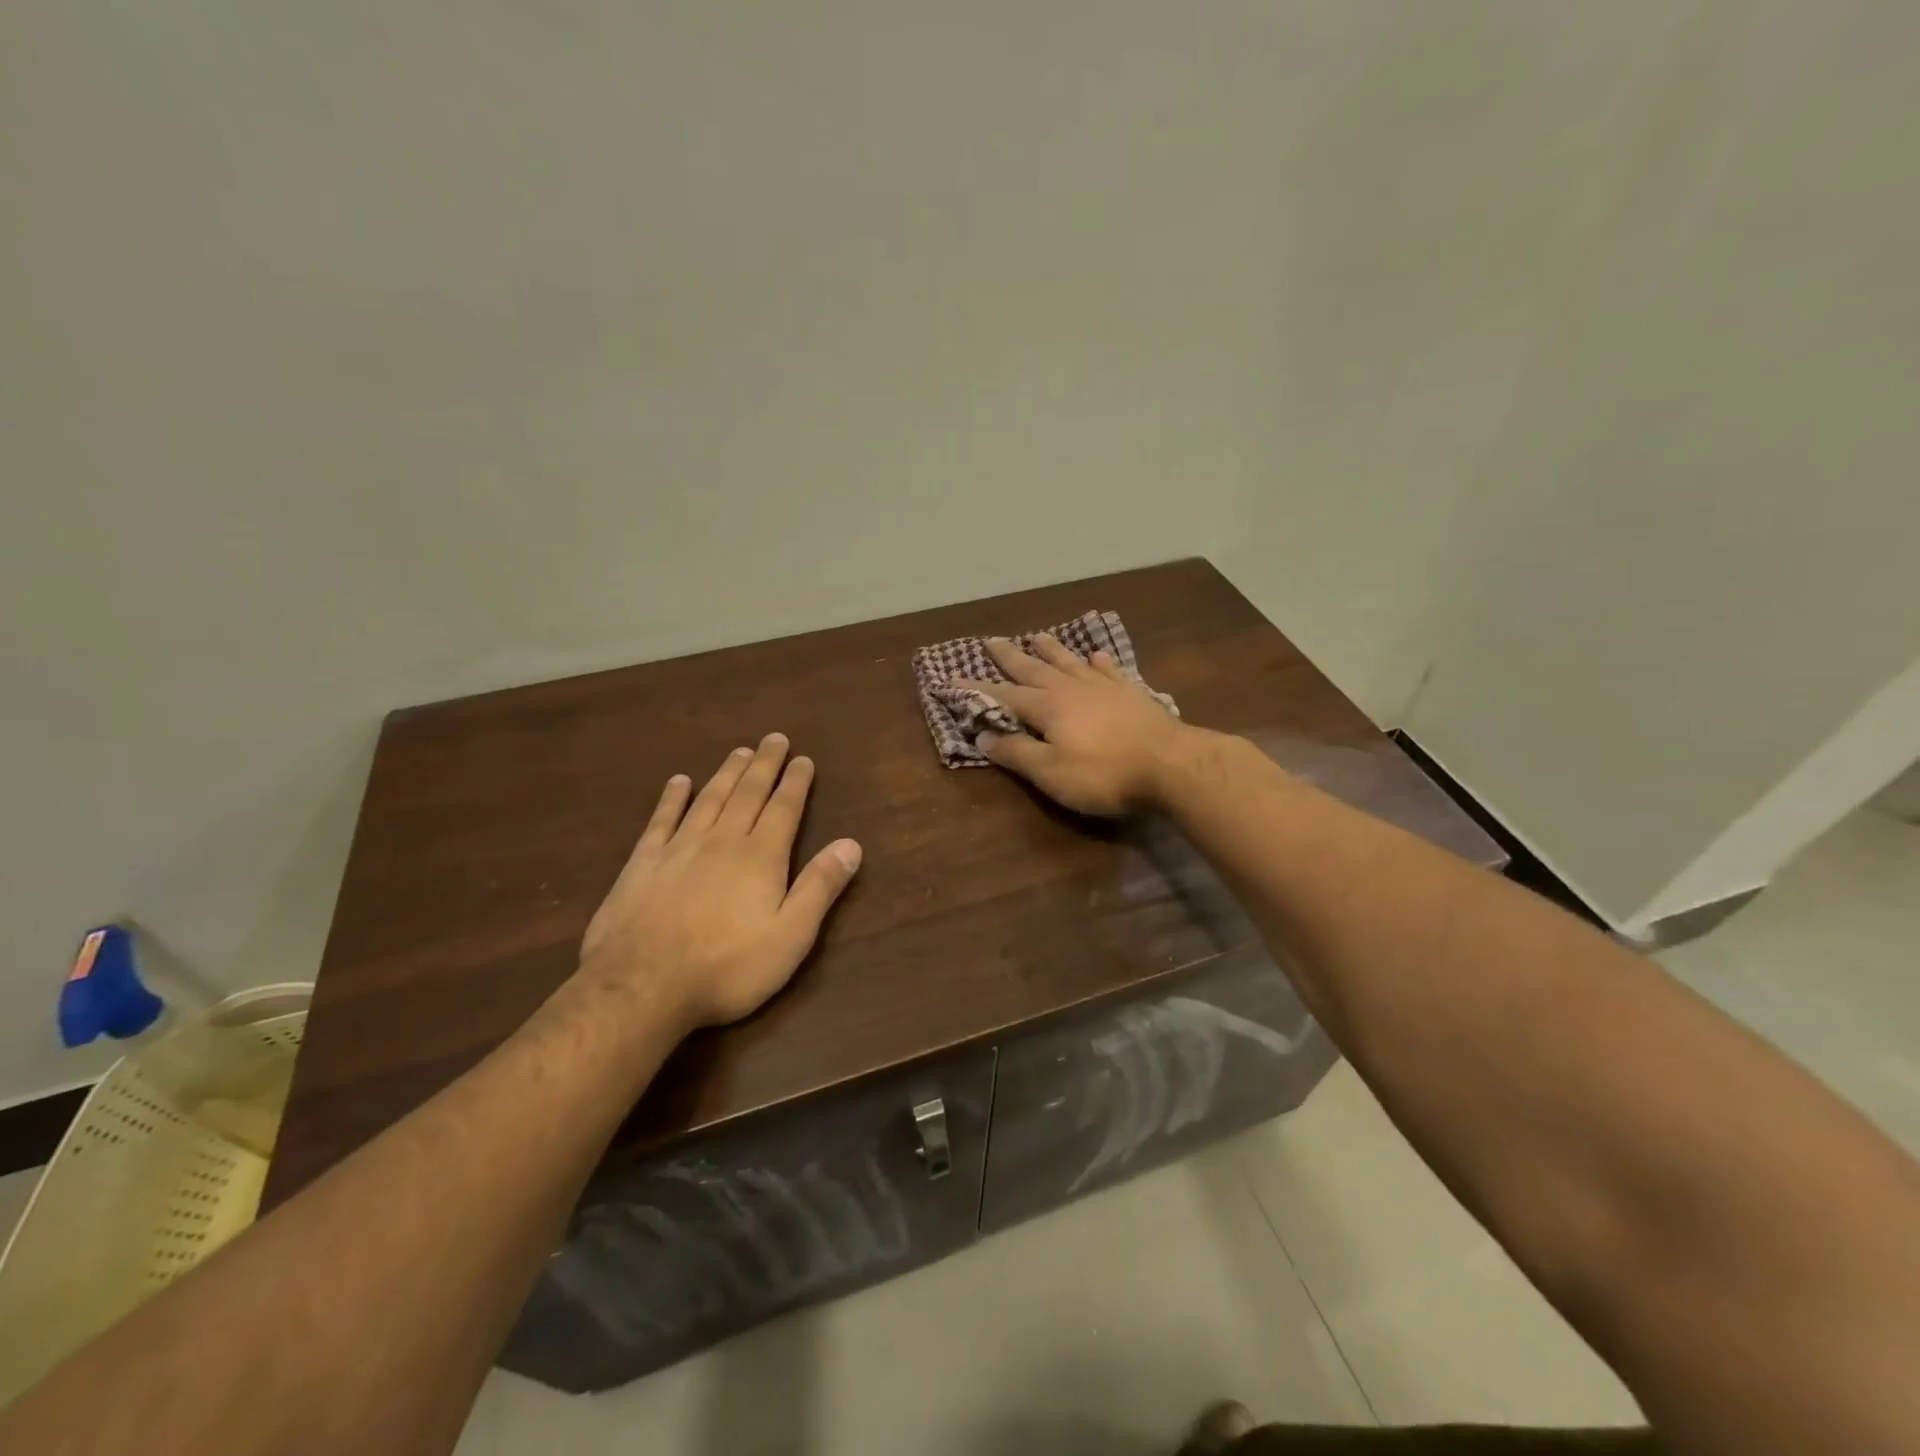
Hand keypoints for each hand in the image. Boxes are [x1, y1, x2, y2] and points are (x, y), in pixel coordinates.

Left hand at [579, 733, 862, 1029]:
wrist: (641, 987)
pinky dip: (672, 798)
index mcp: (760, 857)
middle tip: (774, 738)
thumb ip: (820, 887)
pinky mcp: (643, 863)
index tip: (803, 759)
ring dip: (727, 773)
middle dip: (764, 765)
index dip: (795, 783)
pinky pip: (661, 820)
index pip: (784, 809)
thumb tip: (852, 844)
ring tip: (740, 752)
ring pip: (709, 799)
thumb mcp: (790, 936)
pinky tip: (678, 781)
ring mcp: (679, 848)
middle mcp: (722, 841)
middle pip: (747, 794)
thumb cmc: (727, 967)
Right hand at [954, 635, 1190, 815]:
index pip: (1003, 696)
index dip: (976, 690)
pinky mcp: (1131, 693)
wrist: (1171, 764)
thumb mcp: (1051, 772)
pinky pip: (1108, 670)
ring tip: (1037, 636)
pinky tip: (1096, 656)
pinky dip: (1098, 662)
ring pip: (1070, 663)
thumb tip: (983, 735)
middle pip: (1035, 669)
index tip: (951, 679)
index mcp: (1047, 707)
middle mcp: (1071, 688)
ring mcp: (1104, 687)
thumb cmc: (1104, 774)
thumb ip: (1017, 753)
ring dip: (1051, 651)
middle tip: (991, 641)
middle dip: (1010, 657)